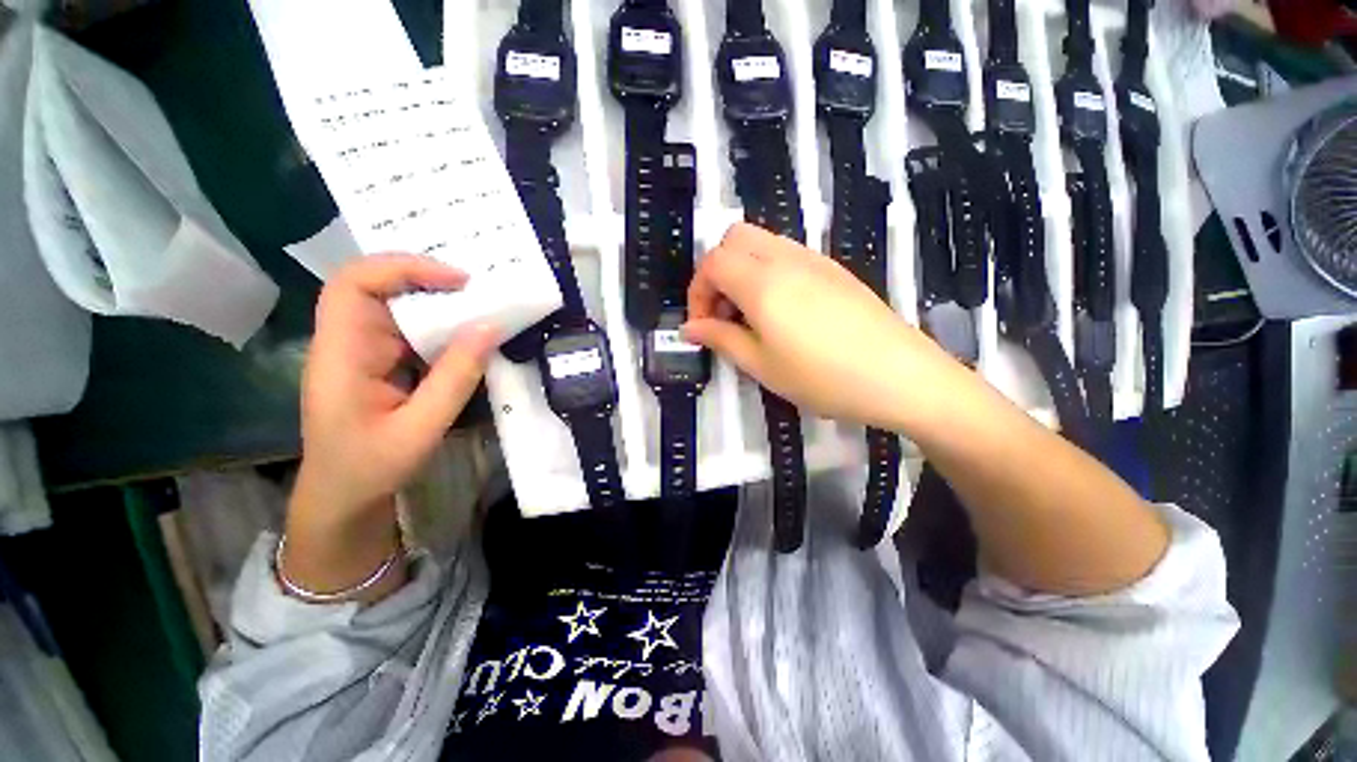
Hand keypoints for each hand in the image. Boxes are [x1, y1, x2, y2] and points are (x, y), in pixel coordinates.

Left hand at [295, 254, 497, 522]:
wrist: (343, 498)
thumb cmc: (371, 468)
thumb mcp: (421, 427)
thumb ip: (456, 377)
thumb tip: (491, 327)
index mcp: (341, 354)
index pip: (354, 284)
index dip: (403, 268)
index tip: (458, 281)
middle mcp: (347, 342)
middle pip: (378, 287)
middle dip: (430, 281)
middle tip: (482, 293)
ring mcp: (363, 352)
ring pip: (398, 308)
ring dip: (440, 304)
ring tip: (484, 309)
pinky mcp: (380, 363)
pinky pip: (411, 331)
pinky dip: (442, 328)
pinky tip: (469, 337)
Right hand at [682, 223, 964, 432]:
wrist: (901, 376)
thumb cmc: (823, 378)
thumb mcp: (762, 365)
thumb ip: (720, 339)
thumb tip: (690, 328)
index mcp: (762, 282)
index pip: (712, 263)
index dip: (697, 292)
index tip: (702, 326)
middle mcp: (785, 258)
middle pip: (733, 238)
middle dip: (716, 272)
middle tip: (723, 314)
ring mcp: (813, 259)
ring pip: (761, 242)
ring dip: (742, 270)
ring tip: (750, 316)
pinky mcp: (833, 268)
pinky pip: (786, 254)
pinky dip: (767, 272)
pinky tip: (781, 311)